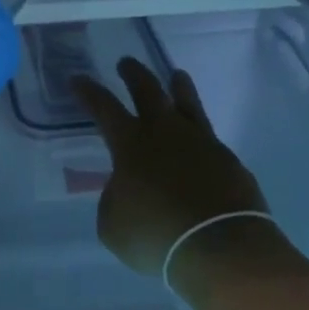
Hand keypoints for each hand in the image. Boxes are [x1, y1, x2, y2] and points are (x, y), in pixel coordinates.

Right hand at [73, 58, 267, 278]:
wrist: (220, 247)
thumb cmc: (155, 235)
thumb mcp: (113, 224)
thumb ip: (113, 199)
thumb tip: (125, 190)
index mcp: (130, 144)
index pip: (104, 107)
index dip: (89, 92)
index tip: (78, 78)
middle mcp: (166, 133)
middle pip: (148, 91)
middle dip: (134, 74)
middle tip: (126, 62)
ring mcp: (202, 143)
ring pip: (188, 104)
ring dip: (179, 88)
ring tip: (177, 76)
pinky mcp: (230, 161)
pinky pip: (210, 139)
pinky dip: (200, 134)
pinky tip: (200, 141)